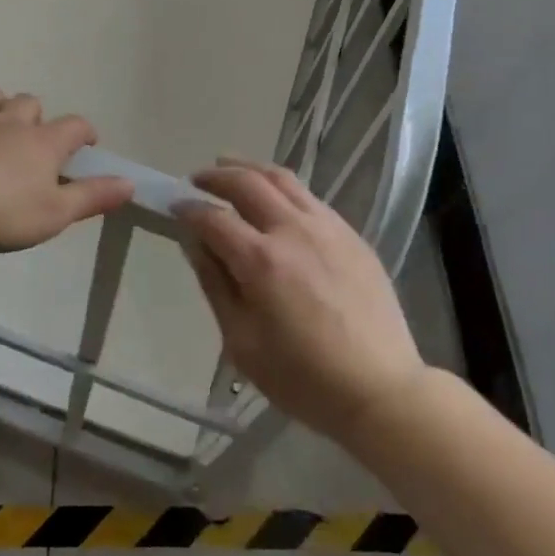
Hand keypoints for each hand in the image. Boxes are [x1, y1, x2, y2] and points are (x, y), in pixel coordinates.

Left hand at [0, 73, 134, 251]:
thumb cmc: (1, 213)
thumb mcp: (55, 214)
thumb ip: (93, 196)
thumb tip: (130, 183)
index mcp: (43, 143)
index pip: (74, 126)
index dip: (85, 132)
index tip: (88, 144)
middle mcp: (10, 123)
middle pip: (29, 103)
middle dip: (36, 114)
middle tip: (35, 135)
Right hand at [175, 159, 427, 449]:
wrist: (380, 388)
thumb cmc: (302, 378)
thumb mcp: (242, 343)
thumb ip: (215, 285)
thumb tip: (195, 243)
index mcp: (261, 261)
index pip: (214, 219)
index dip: (189, 209)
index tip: (174, 206)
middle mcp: (293, 230)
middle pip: (248, 184)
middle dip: (216, 177)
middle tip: (197, 179)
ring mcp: (327, 227)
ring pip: (282, 179)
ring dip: (250, 168)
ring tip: (230, 167)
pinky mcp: (351, 234)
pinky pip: (310, 196)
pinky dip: (282, 186)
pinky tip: (275, 196)